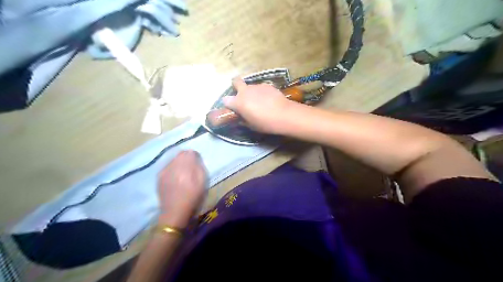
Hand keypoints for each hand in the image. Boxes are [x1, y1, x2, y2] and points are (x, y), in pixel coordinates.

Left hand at [156, 151, 204, 227]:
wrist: (175, 212)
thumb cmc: (192, 198)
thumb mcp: (202, 182)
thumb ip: (199, 167)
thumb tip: (195, 157)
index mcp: (185, 168)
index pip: (189, 153)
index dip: (194, 156)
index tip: (197, 162)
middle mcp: (173, 167)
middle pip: (180, 154)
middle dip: (186, 158)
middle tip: (191, 167)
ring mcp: (164, 171)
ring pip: (173, 159)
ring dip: (179, 162)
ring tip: (183, 172)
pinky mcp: (159, 177)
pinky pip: (167, 166)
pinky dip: (172, 168)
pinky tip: (175, 177)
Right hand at [221, 77, 295, 133]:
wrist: (284, 115)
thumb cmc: (265, 123)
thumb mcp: (251, 125)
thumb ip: (243, 119)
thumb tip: (240, 117)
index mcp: (238, 102)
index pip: (225, 100)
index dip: (228, 104)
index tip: (232, 108)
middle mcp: (245, 91)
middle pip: (235, 81)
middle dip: (236, 85)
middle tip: (242, 95)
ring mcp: (257, 86)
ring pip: (250, 86)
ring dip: (252, 92)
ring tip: (260, 101)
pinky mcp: (267, 85)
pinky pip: (261, 88)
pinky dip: (262, 93)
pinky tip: (269, 100)